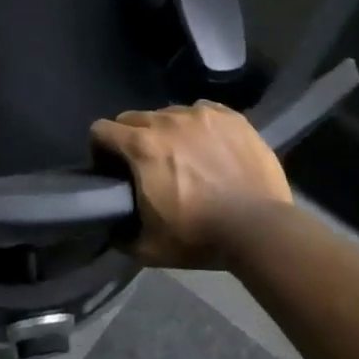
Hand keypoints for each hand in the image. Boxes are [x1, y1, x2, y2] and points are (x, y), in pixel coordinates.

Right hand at [90, 102, 291, 267]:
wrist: (259, 228)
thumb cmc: (199, 237)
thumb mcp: (148, 248)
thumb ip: (121, 235)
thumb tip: (114, 229)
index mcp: (142, 147)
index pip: (101, 129)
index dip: (100, 148)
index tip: (110, 168)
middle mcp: (168, 121)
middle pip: (133, 117)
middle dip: (131, 138)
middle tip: (145, 166)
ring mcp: (202, 115)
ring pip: (169, 113)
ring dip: (166, 131)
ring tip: (181, 156)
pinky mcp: (232, 117)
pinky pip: (202, 111)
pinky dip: (197, 126)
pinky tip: (208, 147)